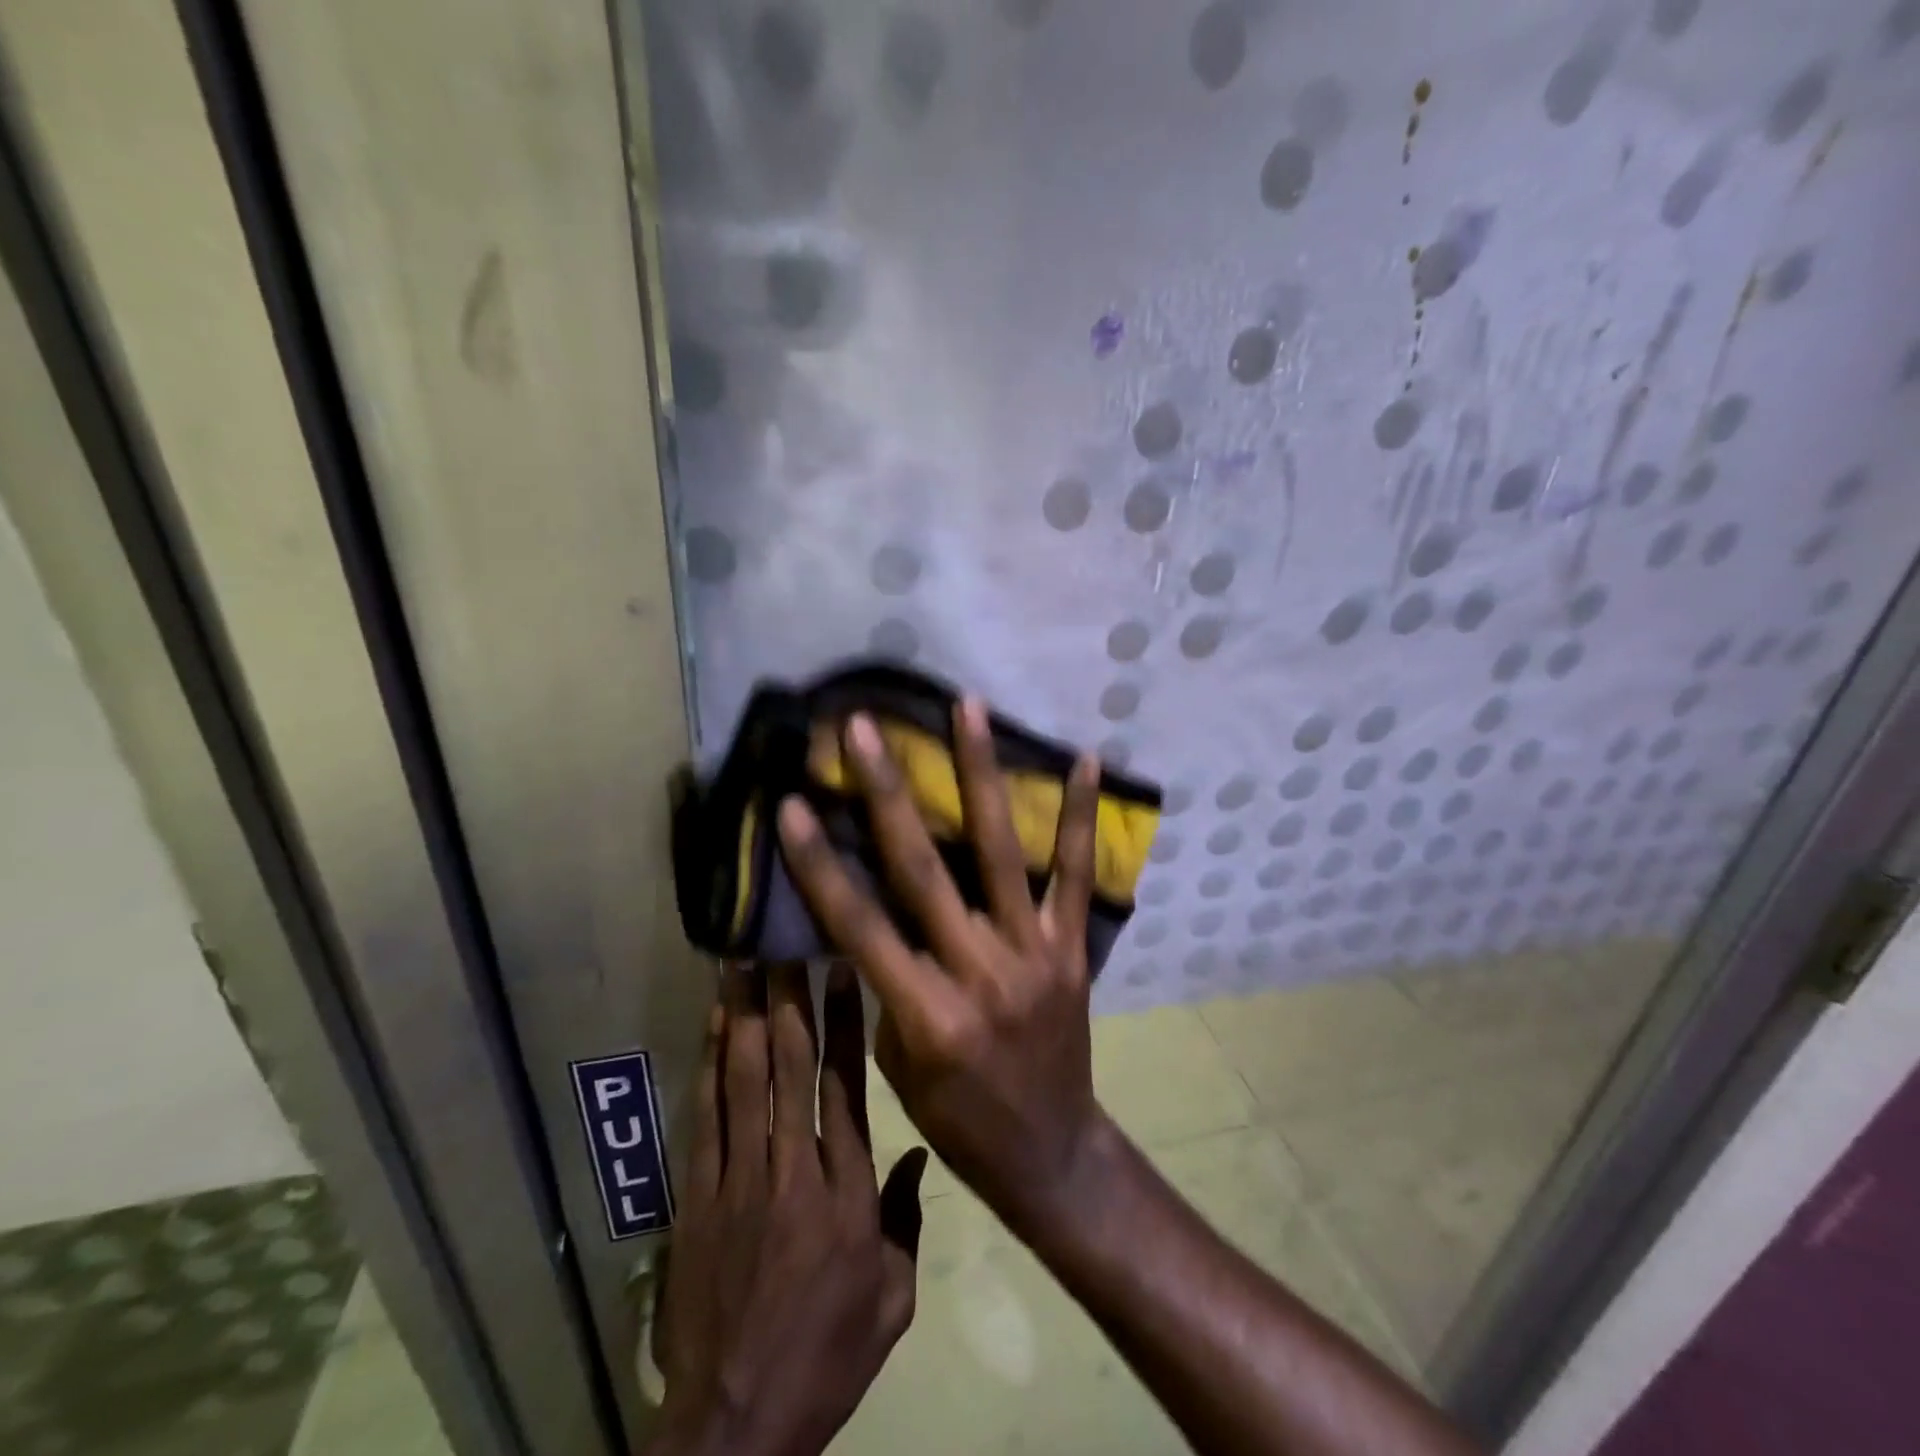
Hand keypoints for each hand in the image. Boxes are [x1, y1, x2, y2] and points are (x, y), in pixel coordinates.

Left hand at [651, 965, 928, 1455]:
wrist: (734, 1425)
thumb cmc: (826, 1357)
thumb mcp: (892, 1300)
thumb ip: (906, 1219)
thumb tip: (917, 1151)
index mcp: (847, 1193)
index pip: (846, 1087)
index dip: (842, 1023)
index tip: (841, 971)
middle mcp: (792, 1171)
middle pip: (791, 1068)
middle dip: (790, 999)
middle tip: (786, 943)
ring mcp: (738, 1180)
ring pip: (744, 1080)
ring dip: (747, 1016)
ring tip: (745, 963)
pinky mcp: (697, 1197)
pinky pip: (705, 1117)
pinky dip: (710, 1065)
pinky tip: (716, 1025)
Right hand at [775, 701, 1109, 1239]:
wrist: (1050, 1152)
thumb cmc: (959, 1119)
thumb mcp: (898, 1064)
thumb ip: (886, 983)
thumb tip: (868, 912)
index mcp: (927, 1013)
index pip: (860, 924)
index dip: (820, 863)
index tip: (791, 801)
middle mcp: (980, 971)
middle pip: (924, 870)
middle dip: (887, 793)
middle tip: (864, 726)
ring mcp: (1034, 952)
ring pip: (1002, 851)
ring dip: (981, 775)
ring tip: (969, 707)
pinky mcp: (1073, 947)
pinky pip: (1077, 875)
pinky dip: (1080, 817)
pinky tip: (1084, 759)